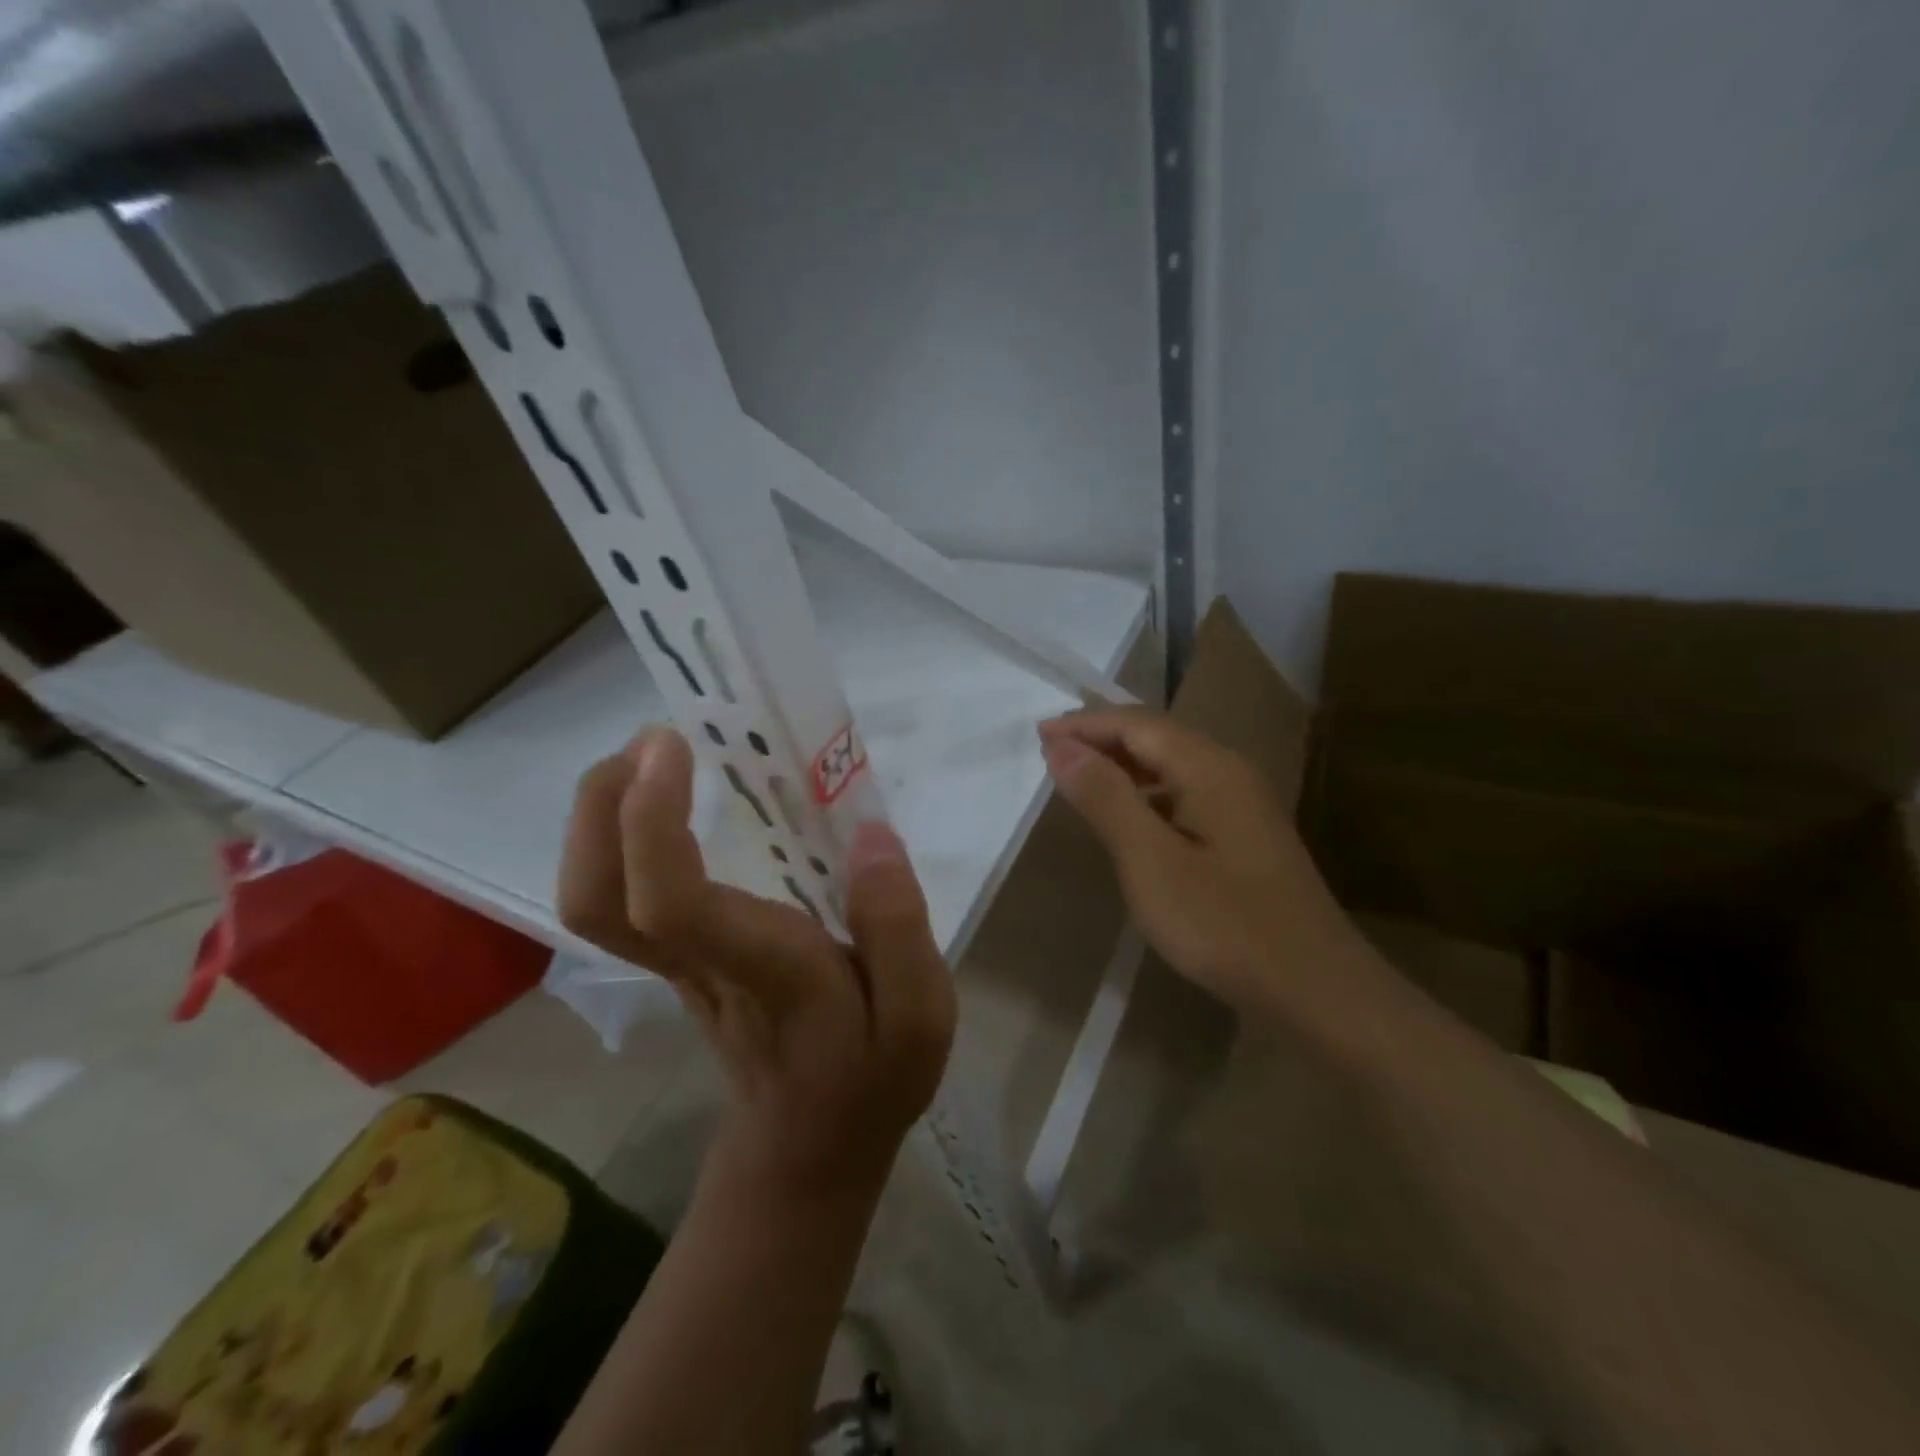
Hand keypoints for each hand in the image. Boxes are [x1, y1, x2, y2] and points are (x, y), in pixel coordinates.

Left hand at [557, 728, 955, 1194]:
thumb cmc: (867, 1079)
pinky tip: (663, 797)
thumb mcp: (921, 1015)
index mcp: (761, 969)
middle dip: (601, 806)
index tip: (674, 746)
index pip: (673, 904)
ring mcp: (673, 964)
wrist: (807, 1148)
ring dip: (599, 814)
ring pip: (590, 899)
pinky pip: (615, 898)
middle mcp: (697, 962)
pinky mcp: (673, 960)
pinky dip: (616, 836)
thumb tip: (871, 837)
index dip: (651, 822)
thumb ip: (899, 926)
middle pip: (595, 899)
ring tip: (654, 754)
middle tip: (652, 738)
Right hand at [1039, 709, 1369, 1018]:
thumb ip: (1106, 799)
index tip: (1039, 735)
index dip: (1085, 725)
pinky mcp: (1246, 836)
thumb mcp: (1150, 861)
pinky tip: (1130, 819)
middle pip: (1157, 737)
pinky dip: (1147, 794)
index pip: (1136, 724)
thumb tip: (1063, 749)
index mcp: (1209, 768)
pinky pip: (1186, 794)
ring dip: (1123, 765)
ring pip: (1173, 767)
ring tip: (1080, 779)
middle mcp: (1230, 772)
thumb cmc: (1224, 924)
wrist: (1315, 989)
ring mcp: (1244, 805)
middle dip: (1102, 739)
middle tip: (1051, 752)